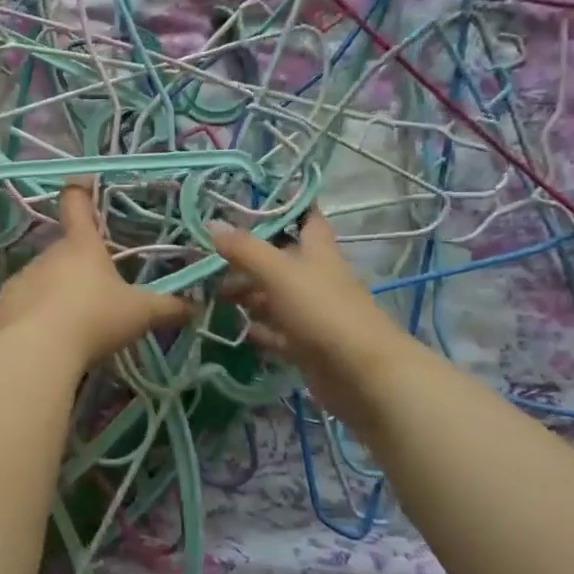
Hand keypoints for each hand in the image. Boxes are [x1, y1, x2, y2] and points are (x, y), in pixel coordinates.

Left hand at [0, 183, 191, 369]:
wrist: (39, 350)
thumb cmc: (95, 320)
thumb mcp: (140, 314)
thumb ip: (167, 308)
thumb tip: (194, 307)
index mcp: (82, 245)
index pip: (77, 203)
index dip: (81, 191)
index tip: (83, 183)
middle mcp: (49, 253)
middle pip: (66, 250)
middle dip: (80, 268)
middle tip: (99, 295)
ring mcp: (24, 276)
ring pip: (45, 277)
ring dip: (58, 291)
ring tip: (74, 322)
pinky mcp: (5, 301)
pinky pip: (25, 301)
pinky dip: (36, 312)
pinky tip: (48, 334)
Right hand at [210, 211, 422, 425]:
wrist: (362, 374)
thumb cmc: (323, 311)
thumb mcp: (278, 273)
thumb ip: (245, 249)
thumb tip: (211, 222)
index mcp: (317, 251)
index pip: (305, 217)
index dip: (284, 206)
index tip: (251, 199)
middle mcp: (315, 277)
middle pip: (280, 259)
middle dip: (247, 257)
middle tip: (210, 257)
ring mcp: (312, 312)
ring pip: (274, 296)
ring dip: (248, 293)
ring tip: (213, 293)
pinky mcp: (306, 344)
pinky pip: (276, 331)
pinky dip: (257, 327)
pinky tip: (236, 327)